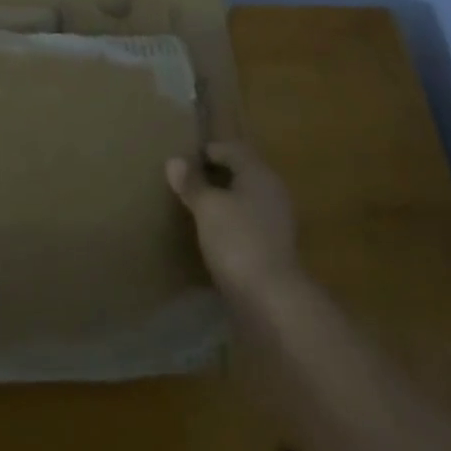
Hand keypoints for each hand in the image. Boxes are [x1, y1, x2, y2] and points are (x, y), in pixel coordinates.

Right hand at [166, 141, 298, 298]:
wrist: (272, 300)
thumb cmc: (237, 240)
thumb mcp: (208, 207)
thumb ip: (192, 183)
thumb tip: (175, 161)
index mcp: (259, 173)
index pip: (233, 149)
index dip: (208, 151)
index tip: (184, 160)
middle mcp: (272, 192)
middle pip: (241, 174)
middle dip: (215, 176)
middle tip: (186, 182)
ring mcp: (276, 222)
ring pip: (245, 201)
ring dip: (223, 201)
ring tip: (194, 209)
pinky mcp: (274, 249)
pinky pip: (247, 225)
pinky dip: (230, 224)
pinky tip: (211, 237)